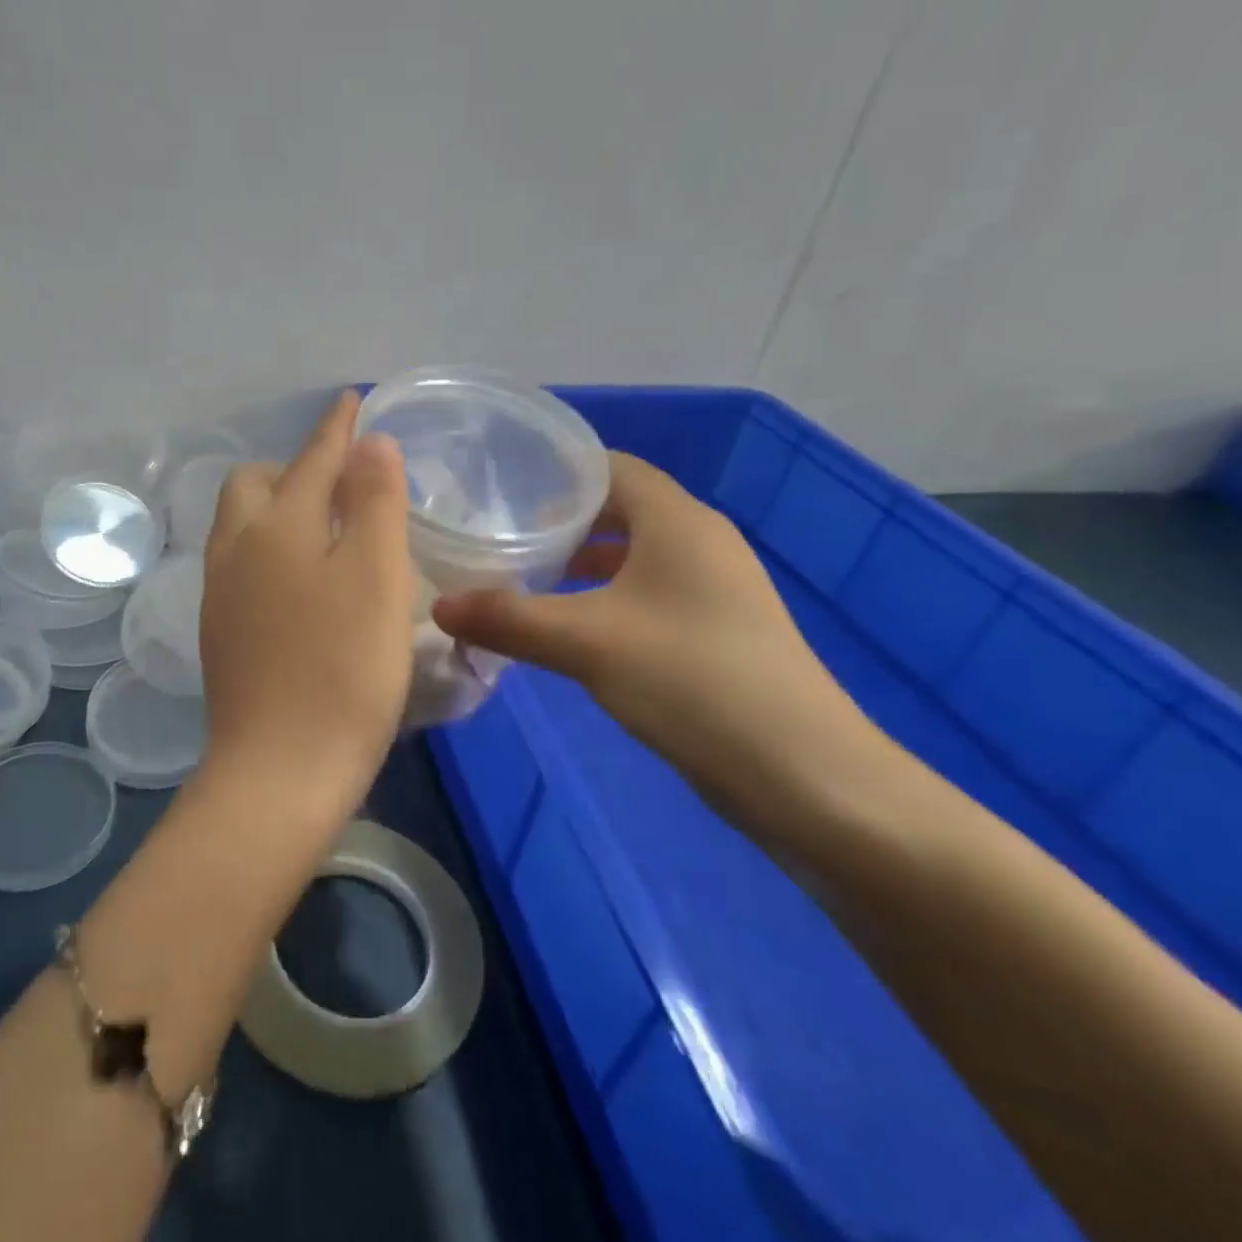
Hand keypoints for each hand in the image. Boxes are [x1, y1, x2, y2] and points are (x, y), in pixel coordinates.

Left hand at [196, 391, 414, 823]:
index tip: (351, 402)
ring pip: (241, 526)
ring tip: (322, 525)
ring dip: (278, 509)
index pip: (310, 458)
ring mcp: (220, 593)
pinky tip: (299, 580)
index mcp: (276, 526)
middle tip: (342, 482)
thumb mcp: (376, 576)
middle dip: (294, 468)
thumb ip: (373, 501)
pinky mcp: (220, 633)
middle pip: (254, 484)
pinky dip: (271, 550)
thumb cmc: (342, 670)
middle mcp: (236, 550)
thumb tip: (368, 446)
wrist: (280, 771)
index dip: (336, 429)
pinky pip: (241, 565)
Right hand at [432, 453, 857, 831]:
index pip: (613, 468)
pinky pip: (650, 593)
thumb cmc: (691, 680)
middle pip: (623, 508)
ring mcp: (715, 589)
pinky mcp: (717, 630)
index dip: (559, 472)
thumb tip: (439, 607)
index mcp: (678, 522)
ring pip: (636, 555)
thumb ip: (508, 620)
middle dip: (563, 520)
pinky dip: (608, 597)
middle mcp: (701, 542)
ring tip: (528, 578)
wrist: (802, 773)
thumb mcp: (585, 644)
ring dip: (584, 563)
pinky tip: (574, 629)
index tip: (502, 489)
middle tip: (503, 536)